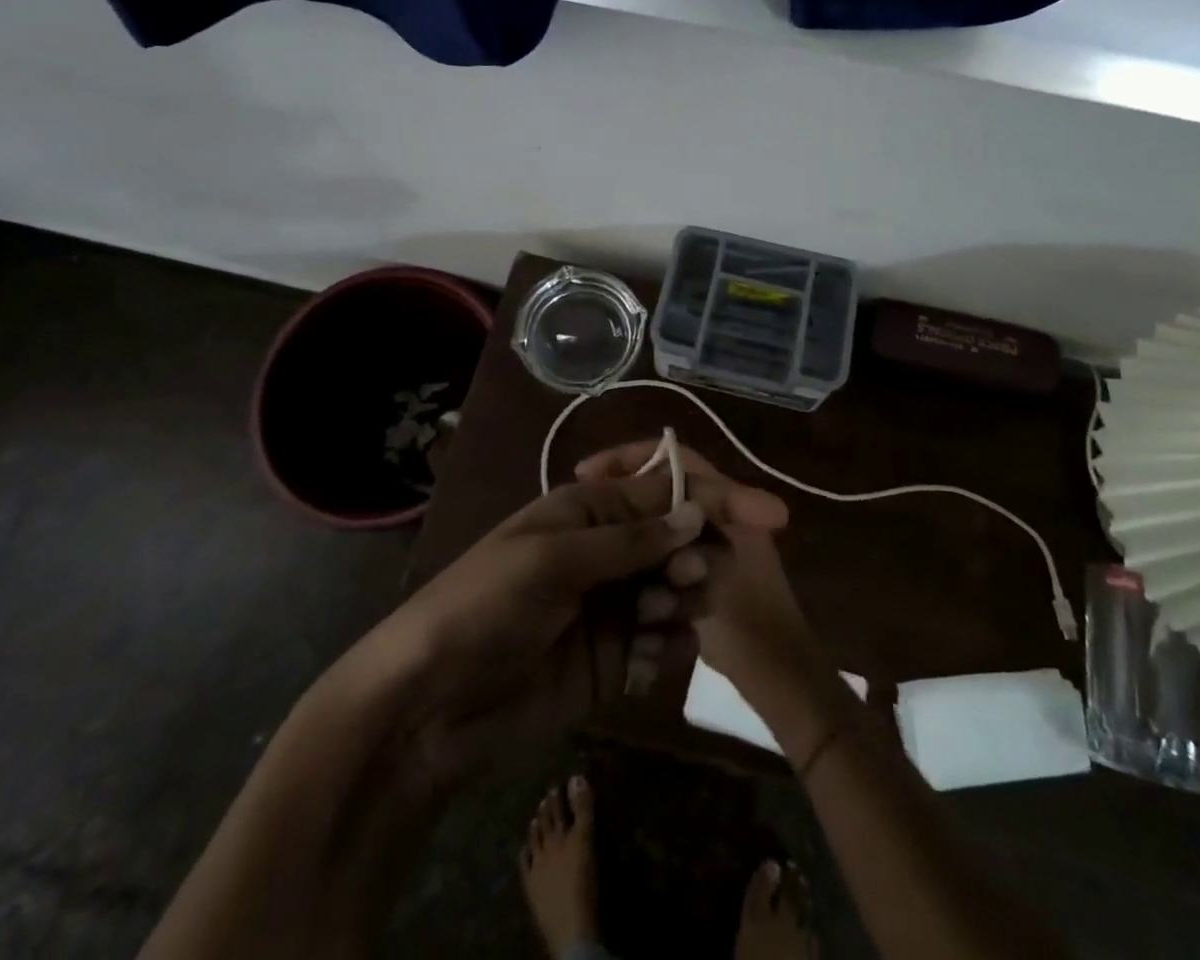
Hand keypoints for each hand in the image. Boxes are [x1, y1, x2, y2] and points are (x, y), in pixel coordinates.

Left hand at [340, 454, 788, 784]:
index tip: (770, 516)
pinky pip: (664, 641)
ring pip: (679, 588)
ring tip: (655, 619)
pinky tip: (647, 660)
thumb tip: (694, 517)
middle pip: (680, 539)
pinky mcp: (614, 659)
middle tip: (684, 582)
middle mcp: (606, 551)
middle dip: (697, 555)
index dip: (716, 500)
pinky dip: (668, 645)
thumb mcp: (551, 561)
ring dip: (682, 599)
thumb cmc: (484, 607)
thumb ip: (627, 541)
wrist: (429, 707)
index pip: (664, 492)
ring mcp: (612, 605)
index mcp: (587, 510)